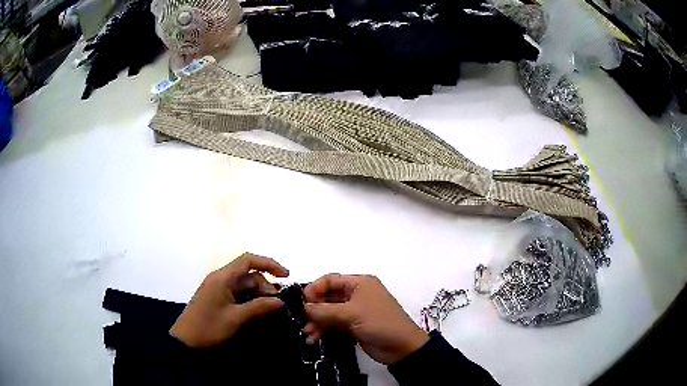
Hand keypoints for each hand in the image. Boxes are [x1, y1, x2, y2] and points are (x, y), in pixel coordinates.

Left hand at [170, 253, 288, 347]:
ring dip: (260, 296)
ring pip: (245, 286)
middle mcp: (221, 279)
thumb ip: (259, 307)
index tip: (286, 276)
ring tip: (272, 311)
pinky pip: (239, 295)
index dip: (269, 264)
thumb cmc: (209, 327)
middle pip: (249, 276)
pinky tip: (259, 313)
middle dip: (266, 287)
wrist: (186, 341)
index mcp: (222, 278)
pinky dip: (251, 302)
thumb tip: (281, 301)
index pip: (248, 260)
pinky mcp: (219, 299)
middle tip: (279, 305)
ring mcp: (219, 289)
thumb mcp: (235, 318)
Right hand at [303, 274, 428, 364]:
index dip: (314, 289)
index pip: (330, 280)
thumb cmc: (379, 323)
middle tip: (302, 320)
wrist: (402, 347)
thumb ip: (324, 311)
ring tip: (309, 333)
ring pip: (329, 312)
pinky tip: (315, 339)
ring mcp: (355, 311)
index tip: (302, 303)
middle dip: (314, 309)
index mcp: (359, 284)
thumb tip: (302, 307)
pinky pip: (334, 324)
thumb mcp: (351, 314)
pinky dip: (324, 330)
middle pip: (327, 297)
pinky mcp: (354, 326)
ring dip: (317, 322)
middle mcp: (356, 295)